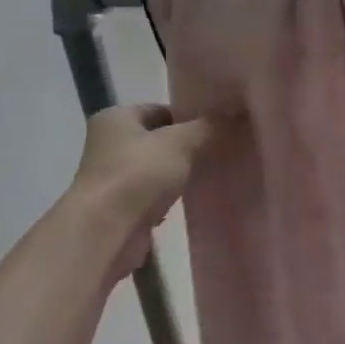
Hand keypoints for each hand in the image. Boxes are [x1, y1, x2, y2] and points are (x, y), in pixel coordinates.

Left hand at [69, 104, 219, 275]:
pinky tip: (193, 199)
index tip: (220, 126)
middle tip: (221, 149)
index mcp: (115, 118)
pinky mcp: (120, 209)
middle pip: (159, 139)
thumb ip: (209, 126)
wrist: (106, 233)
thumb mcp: (180, 142)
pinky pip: (153, 195)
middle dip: (188, 145)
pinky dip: (170, 197)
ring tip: (213, 173)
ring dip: (180, 173)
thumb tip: (237, 114)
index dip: (190, 116)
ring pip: (157, 168)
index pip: (160, 110)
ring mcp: (112, 179)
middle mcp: (108, 144)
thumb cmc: (138, 175)